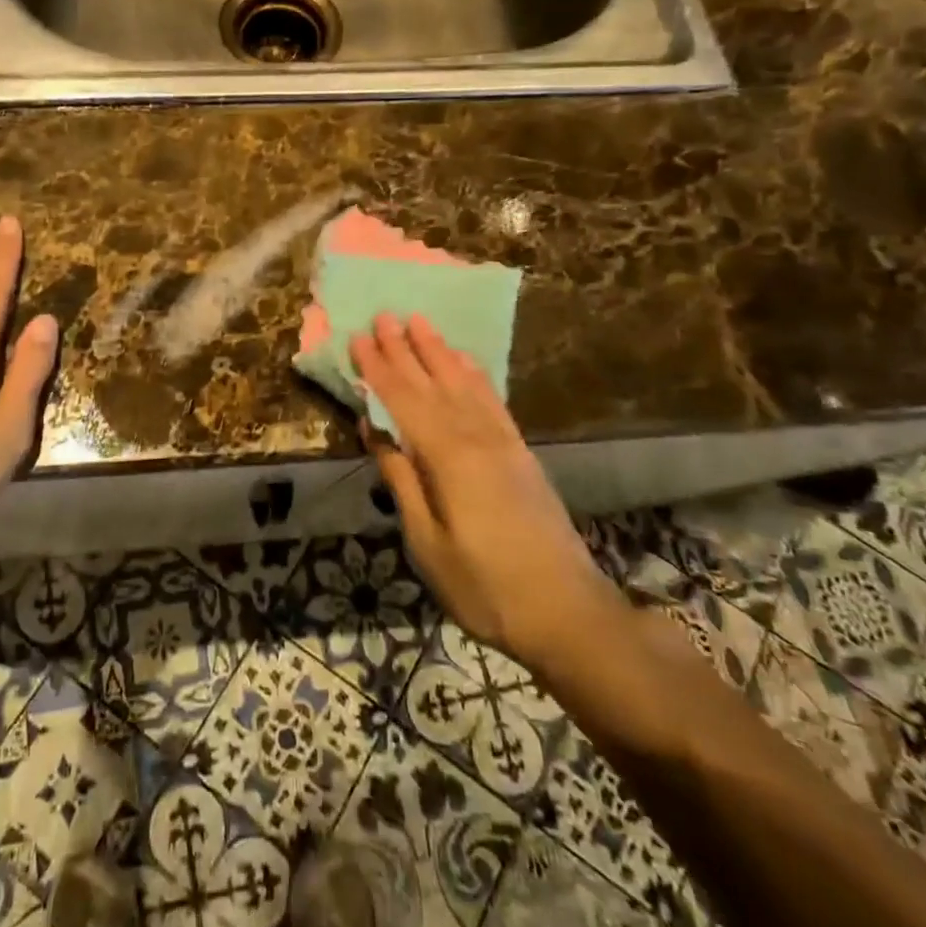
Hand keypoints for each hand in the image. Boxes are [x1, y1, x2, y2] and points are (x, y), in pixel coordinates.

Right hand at [351, 314, 612, 661]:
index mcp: (447, 456)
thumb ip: (400, 479)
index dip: (378, 368)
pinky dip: (475, 375)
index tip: (358, 337)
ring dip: (439, 351)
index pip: (402, 400)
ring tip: (420, 321)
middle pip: (432, 383)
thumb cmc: (484, 586)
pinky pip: (492, 400)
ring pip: (463, 383)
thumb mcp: (427, 541)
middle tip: (384, 314)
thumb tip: (374, 429)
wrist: (567, 612)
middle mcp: (475, 436)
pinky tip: (465, 363)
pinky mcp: (520, 452)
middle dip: (405, 348)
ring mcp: (503, 442)